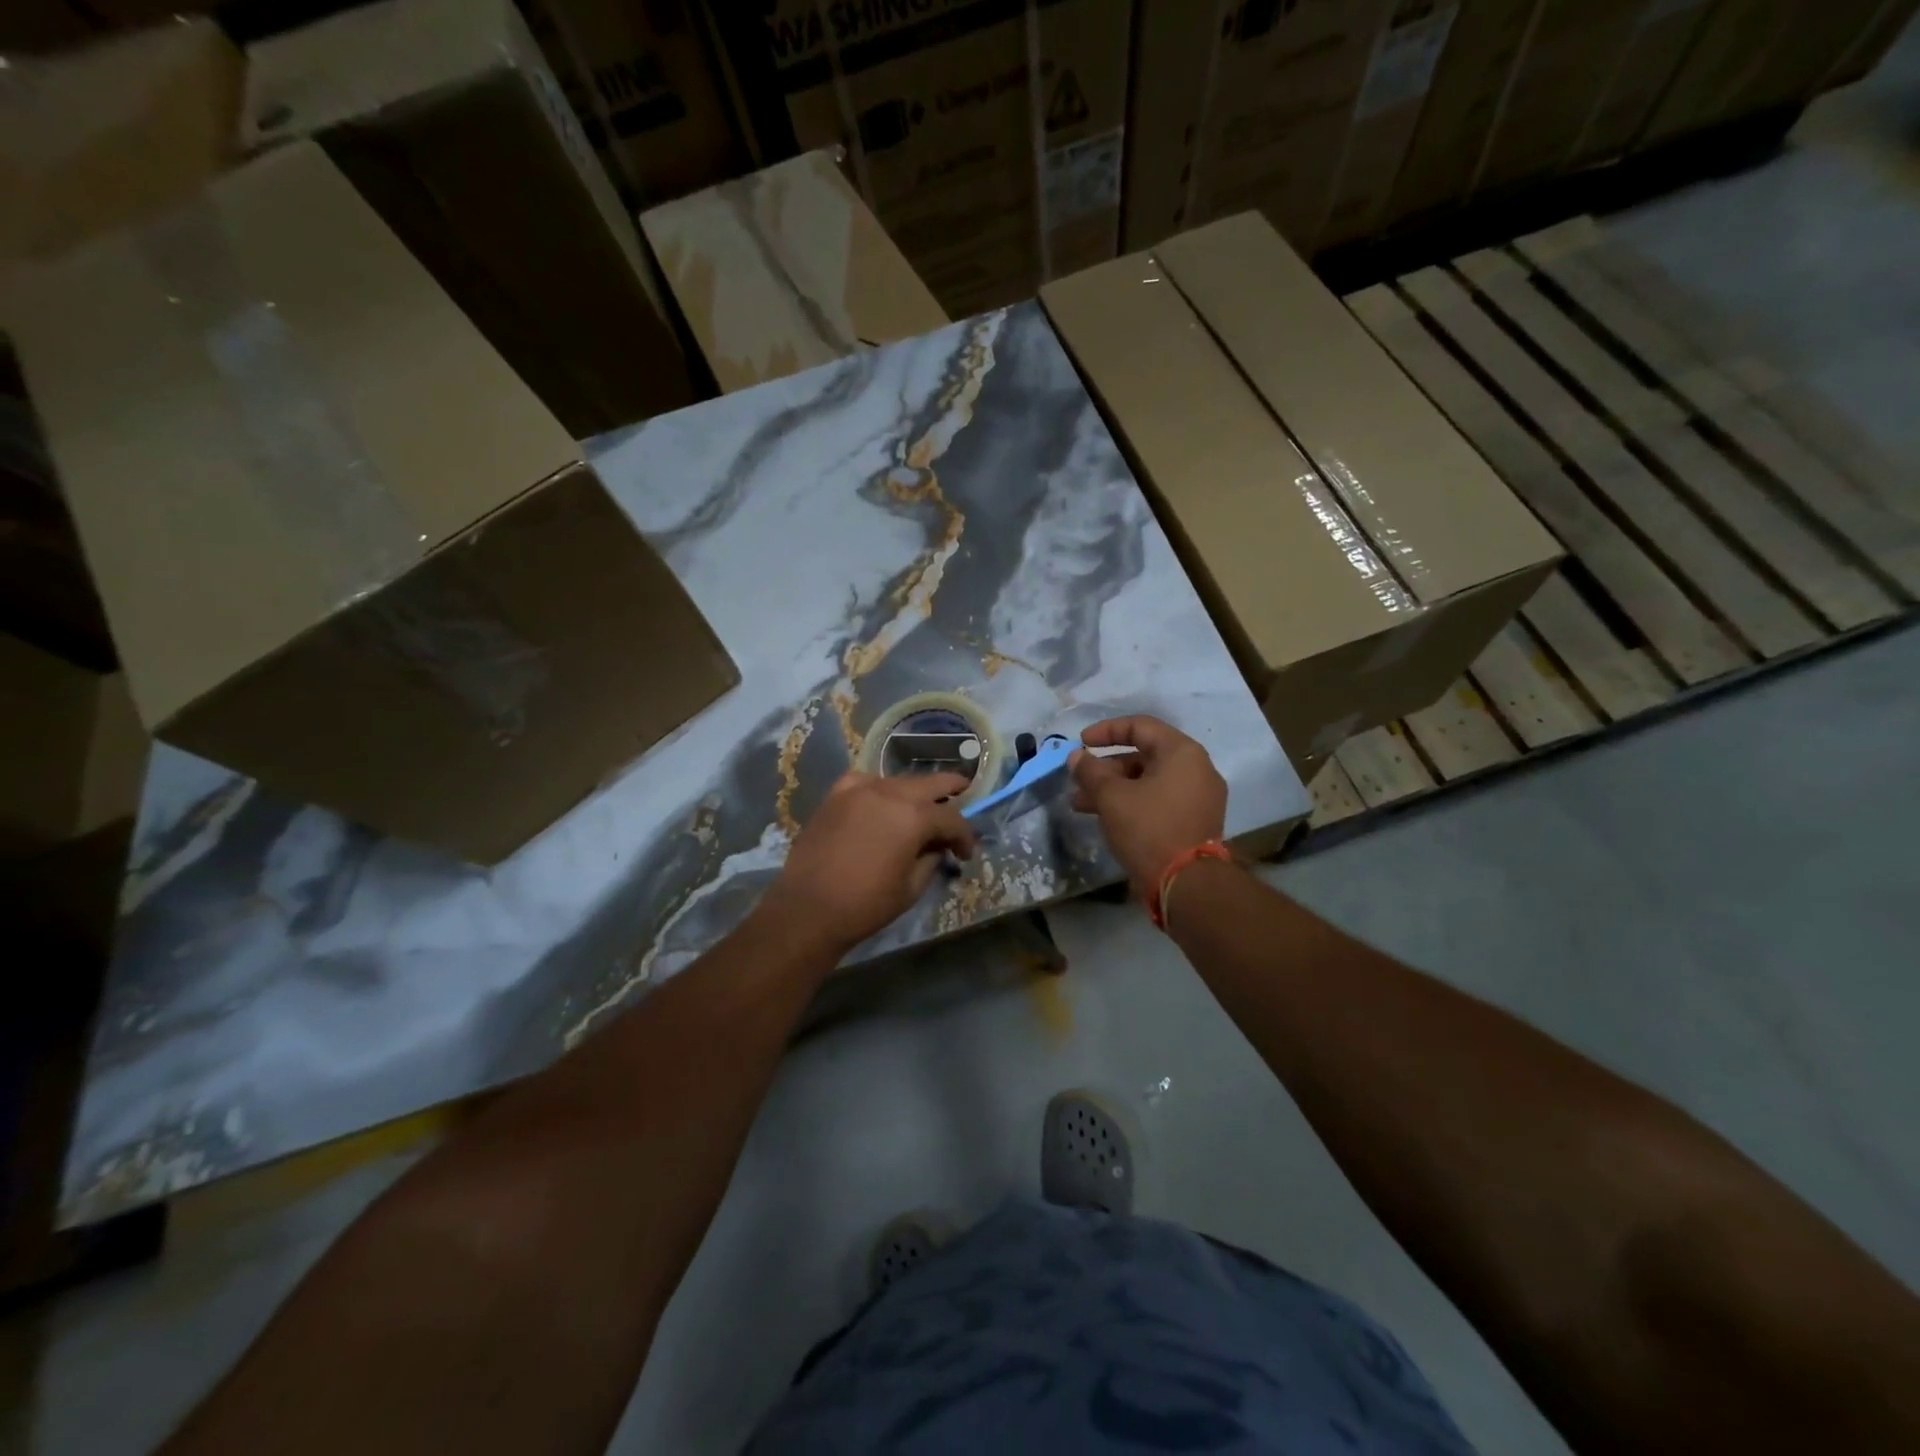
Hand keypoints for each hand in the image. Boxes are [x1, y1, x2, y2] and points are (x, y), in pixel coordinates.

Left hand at [764, 772, 976, 952]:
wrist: (808, 910)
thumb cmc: (866, 904)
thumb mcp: (911, 888)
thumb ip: (931, 860)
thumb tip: (937, 848)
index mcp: (913, 817)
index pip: (952, 818)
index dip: (965, 836)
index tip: (966, 853)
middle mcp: (889, 793)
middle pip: (930, 783)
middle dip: (951, 791)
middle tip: (963, 796)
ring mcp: (859, 790)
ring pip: (898, 781)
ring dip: (915, 793)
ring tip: (920, 810)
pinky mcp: (835, 796)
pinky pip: (865, 782)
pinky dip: (879, 789)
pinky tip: (880, 802)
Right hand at [1071, 716, 1226, 897]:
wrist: (1188, 885)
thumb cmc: (1149, 828)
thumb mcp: (1112, 797)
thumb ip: (1091, 771)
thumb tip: (1076, 757)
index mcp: (1182, 753)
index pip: (1140, 726)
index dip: (1106, 731)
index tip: (1081, 743)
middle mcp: (1197, 769)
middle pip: (1144, 756)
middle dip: (1105, 768)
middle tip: (1078, 781)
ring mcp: (1199, 798)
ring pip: (1148, 782)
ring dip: (1114, 789)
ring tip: (1080, 805)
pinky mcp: (1194, 822)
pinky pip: (1158, 801)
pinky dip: (1132, 803)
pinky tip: (1105, 818)